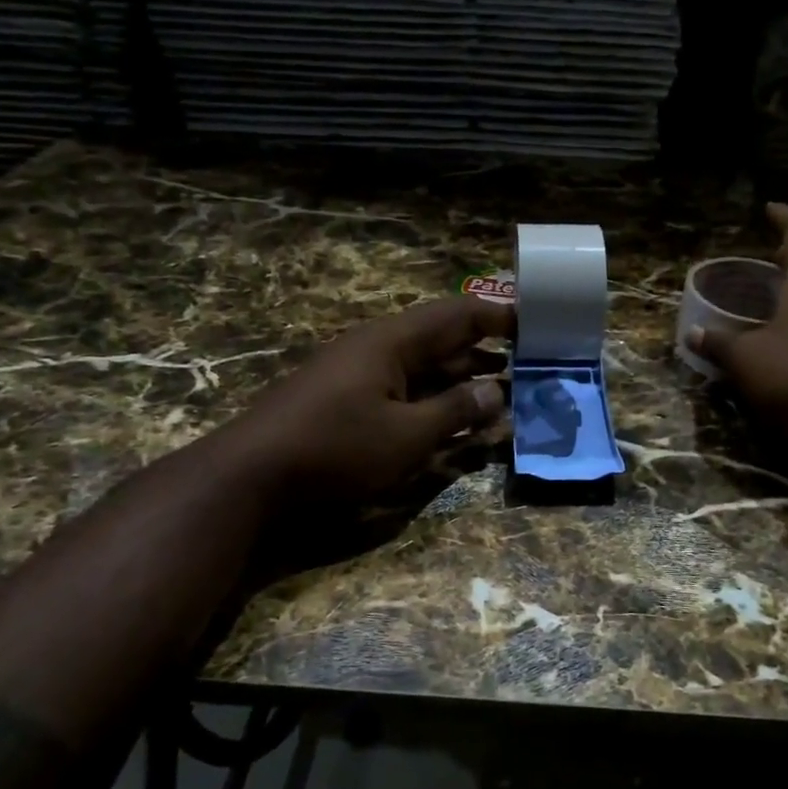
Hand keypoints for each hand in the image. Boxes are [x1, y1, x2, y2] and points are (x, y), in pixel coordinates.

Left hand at [229, 296, 511, 501]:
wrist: (250, 474)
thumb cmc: (335, 448)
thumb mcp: (406, 435)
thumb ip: (455, 412)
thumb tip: (496, 392)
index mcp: (393, 341)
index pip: (458, 314)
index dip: (499, 316)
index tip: (537, 325)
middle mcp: (377, 347)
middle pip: (441, 337)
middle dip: (485, 349)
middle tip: (527, 365)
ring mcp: (359, 372)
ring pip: (423, 365)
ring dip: (461, 376)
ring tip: (501, 392)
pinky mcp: (346, 398)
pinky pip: (403, 386)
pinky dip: (434, 396)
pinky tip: (451, 417)